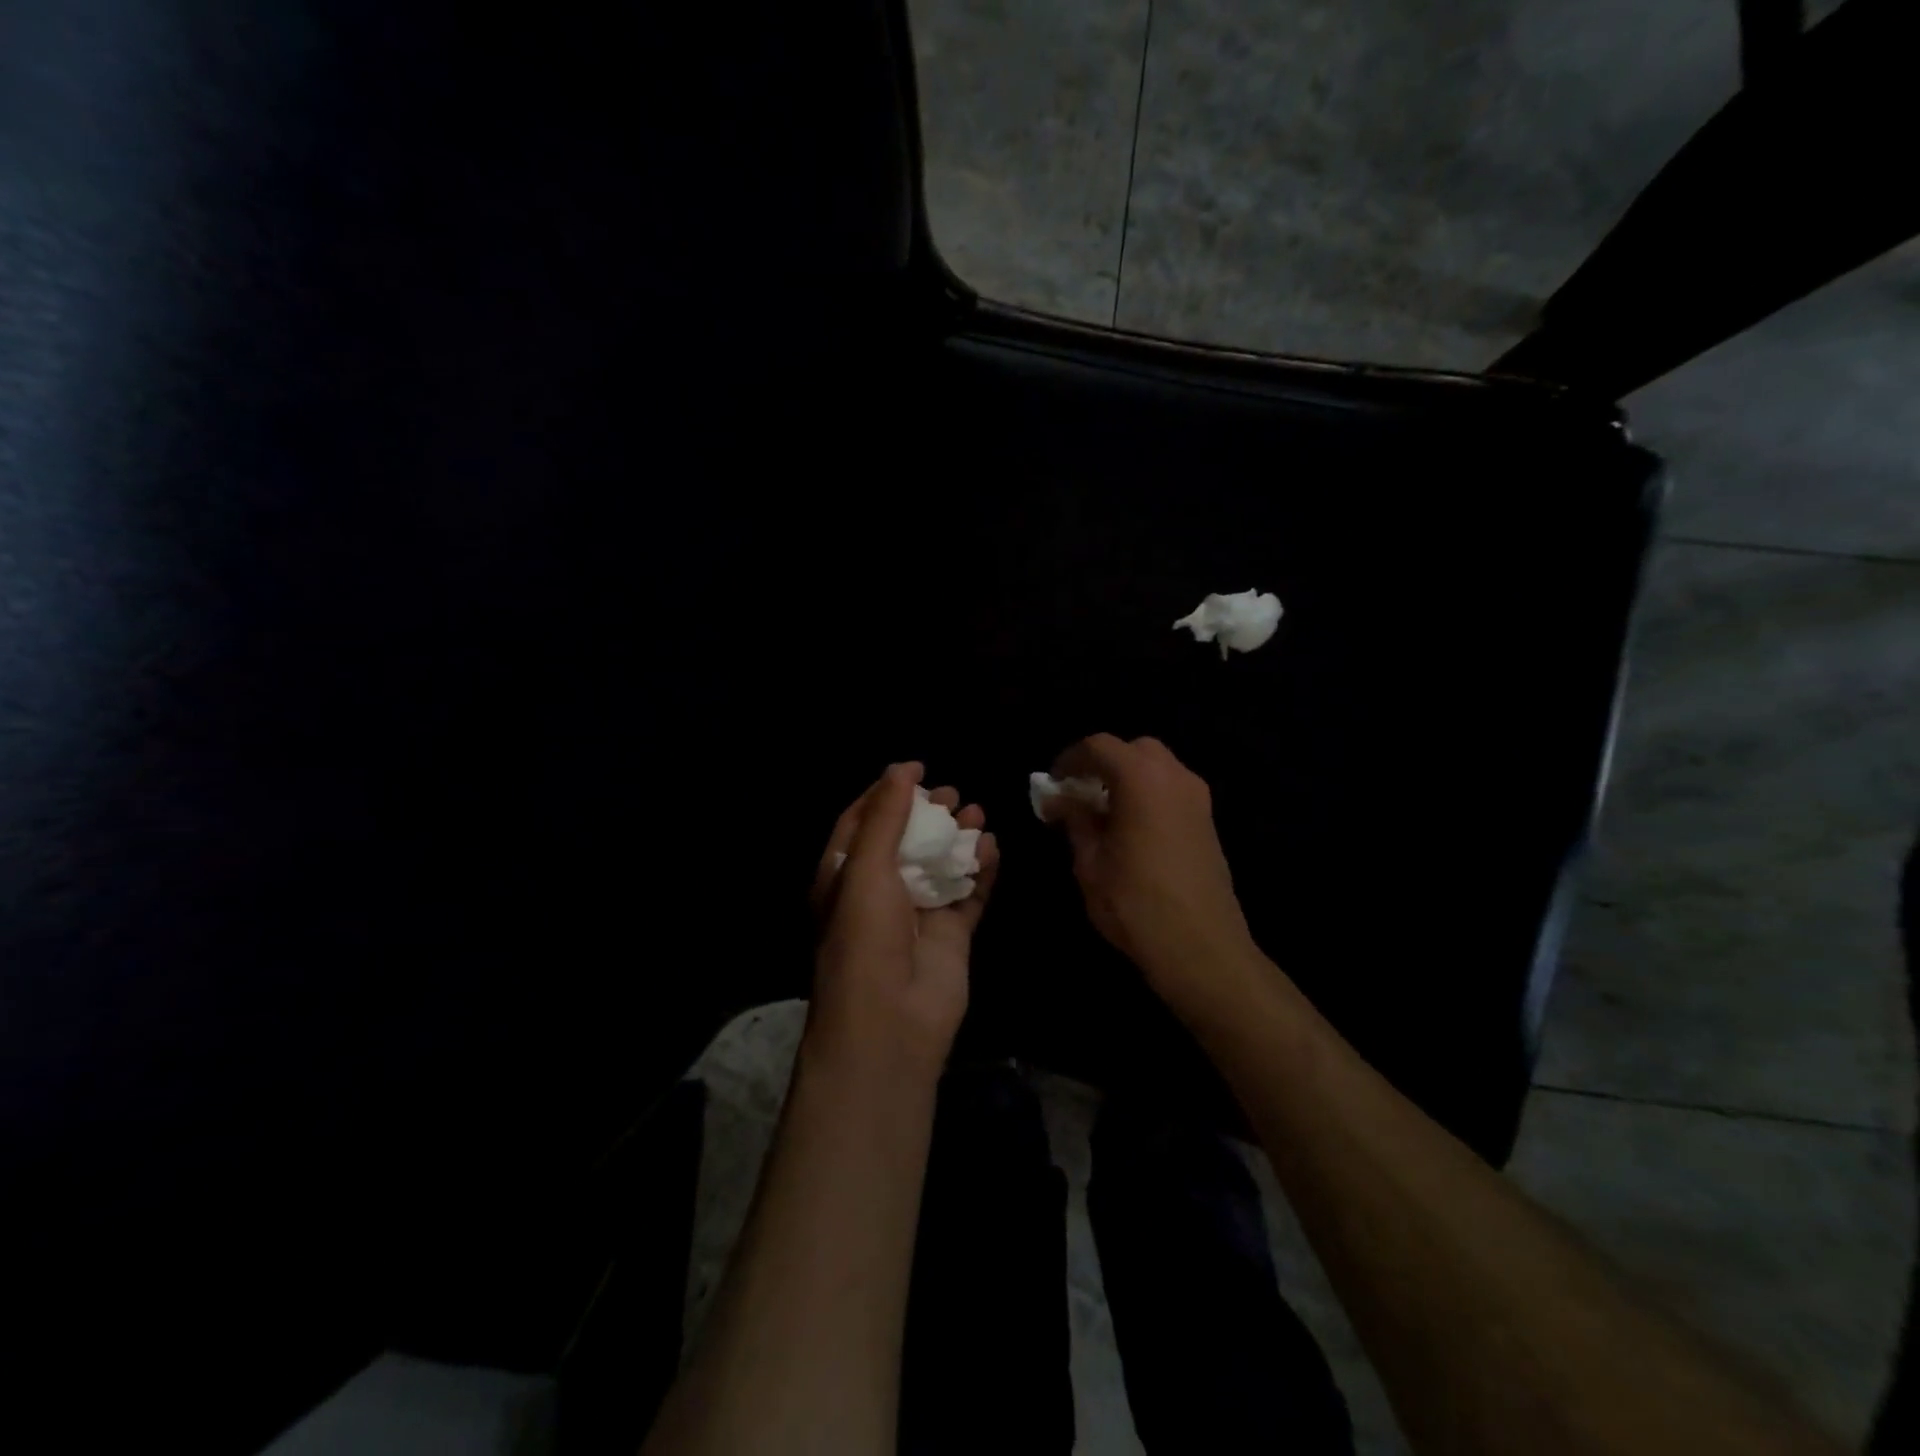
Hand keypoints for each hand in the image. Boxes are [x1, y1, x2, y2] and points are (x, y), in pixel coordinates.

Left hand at [806, 763, 998, 1082]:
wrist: (891, 1023)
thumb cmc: (865, 937)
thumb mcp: (866, 869)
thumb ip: (886, 817)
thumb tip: (903, 767)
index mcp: (844, 877)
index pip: (862, 823)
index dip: (886, 793)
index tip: (916, 768)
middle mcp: (879, 893)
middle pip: (906, 841)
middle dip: (928, 814)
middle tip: (953, 793)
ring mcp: (917, 915)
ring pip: (940, 865)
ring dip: (958, 838)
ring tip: (977, 811)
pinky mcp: (951, 936)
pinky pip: (968, 894)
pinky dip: (981, 870)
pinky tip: (993, 847)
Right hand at [1048, 734, 1254, 1006]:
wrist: (1201, 948)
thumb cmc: (1135, 903)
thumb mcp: (1090, 862)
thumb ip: (1075, 820)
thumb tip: (1060, 799)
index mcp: (1141, 778)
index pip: (1100, 746)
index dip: (1070, 759)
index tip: (1052, 783)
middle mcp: (1175, 777)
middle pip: (1134, 749)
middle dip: (1104, 763)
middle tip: (1079, 793)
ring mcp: (1198, 799)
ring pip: (1158, 768)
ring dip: (1128, 778)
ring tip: (1103, 812)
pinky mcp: (1208, 822)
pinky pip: (1173, 790)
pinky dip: (1149, 795)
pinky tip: (1131, 828)